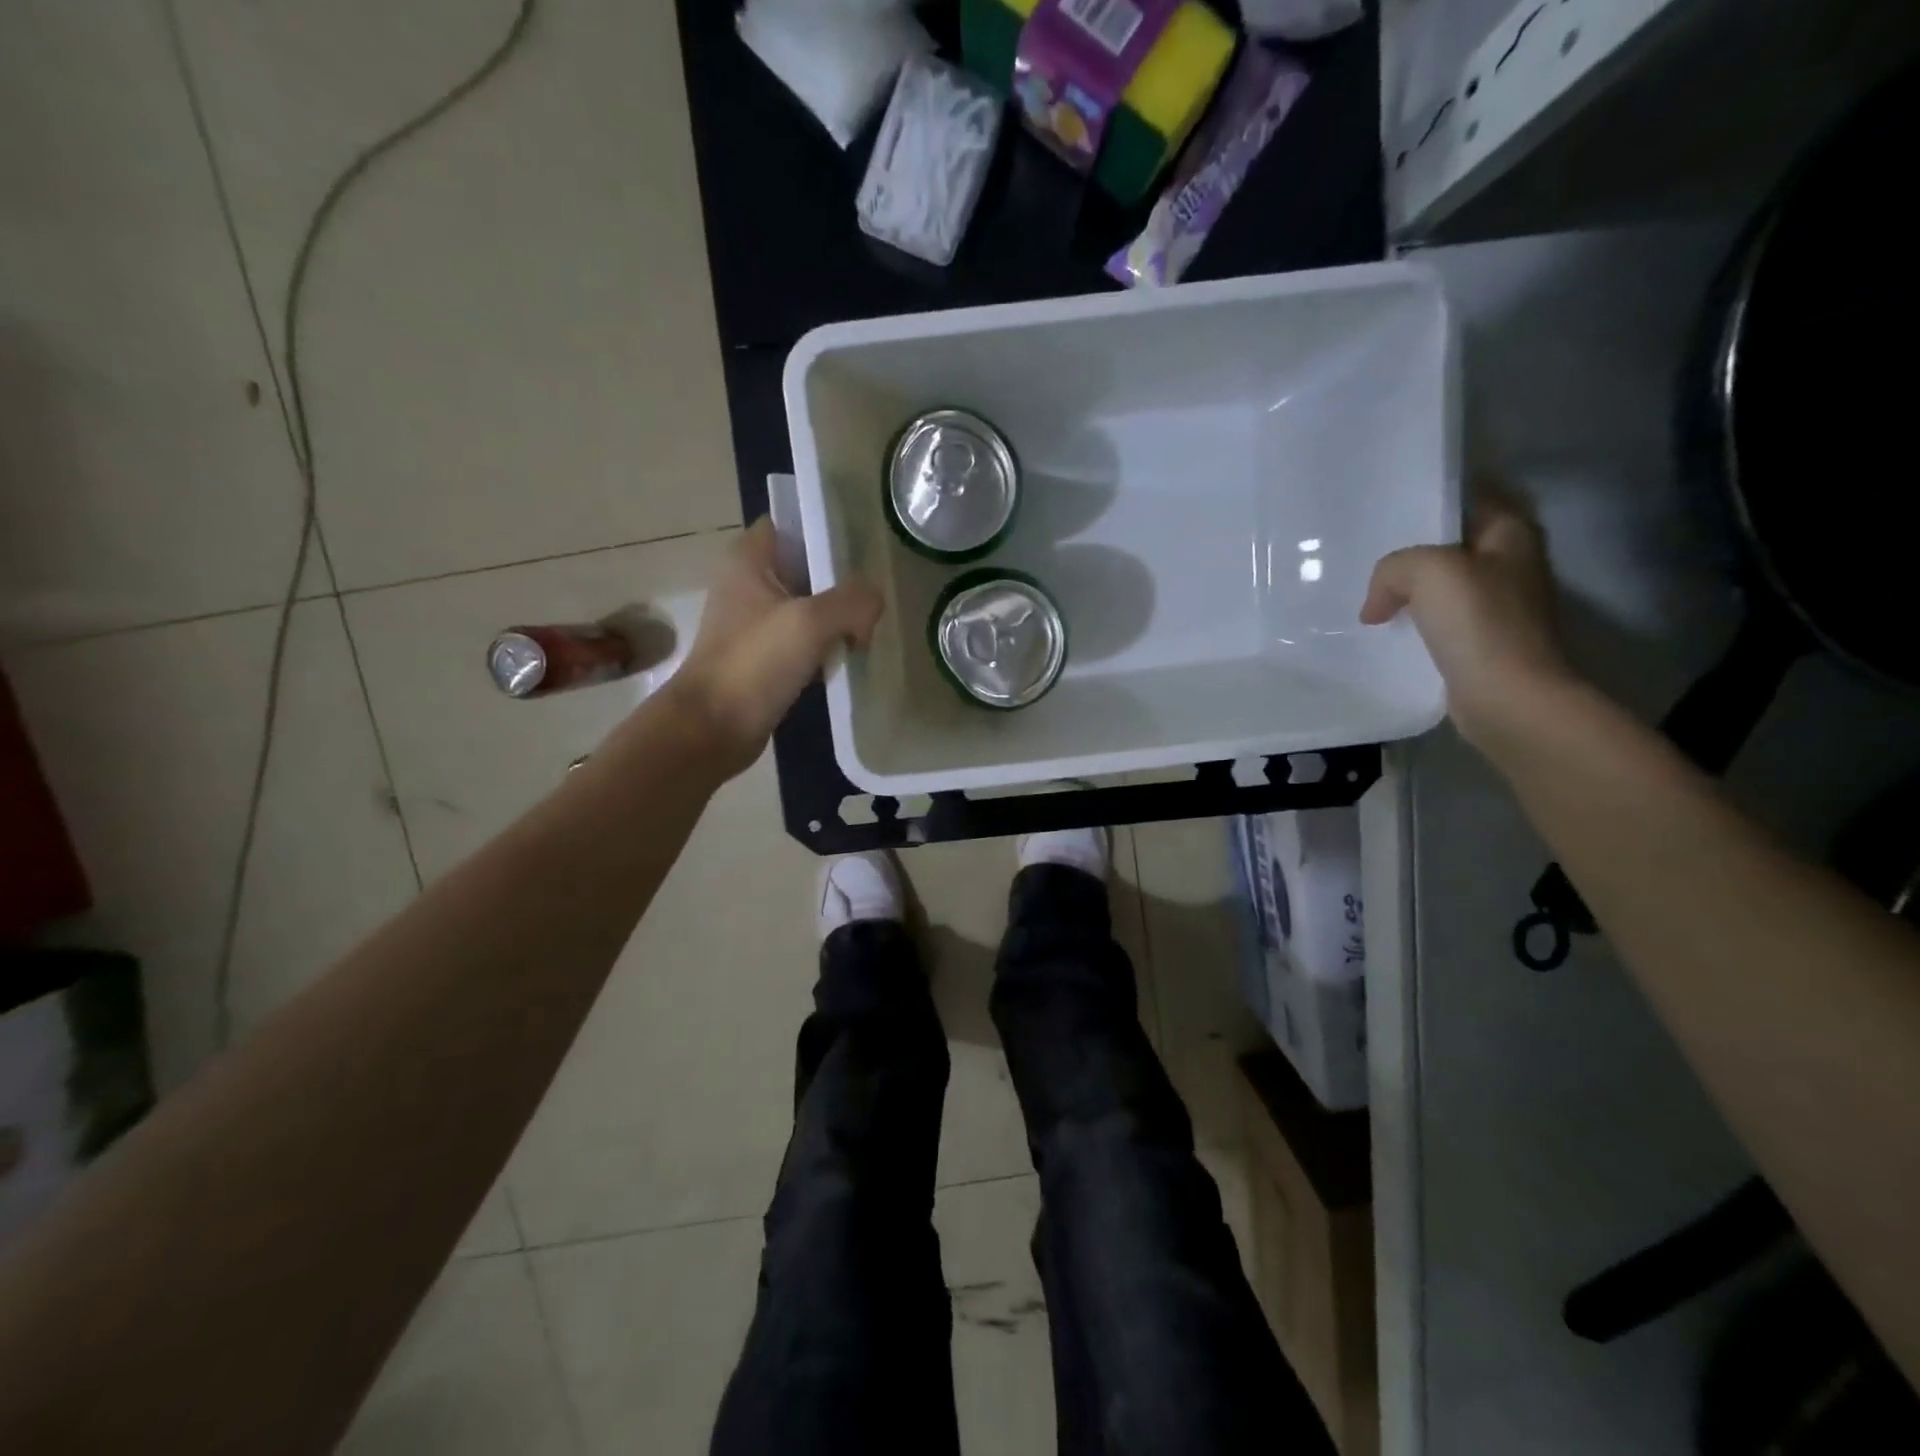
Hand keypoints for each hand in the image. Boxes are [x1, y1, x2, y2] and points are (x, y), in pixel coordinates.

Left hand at [668, 518, 883, 776]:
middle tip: (874, 600)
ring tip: (868, 632)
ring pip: (808, 607)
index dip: (827, 532)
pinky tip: (848, 660)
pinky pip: (803, 641)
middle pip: (807, 568)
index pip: (792, 525)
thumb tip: (874, 602)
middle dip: (842, 583)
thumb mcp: (810, 622)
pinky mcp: (762, 658)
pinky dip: (824, 648)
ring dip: (837, 620)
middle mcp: (748, 583)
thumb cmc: (754, 664)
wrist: (713, 728)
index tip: (863, 551)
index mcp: (748, 559)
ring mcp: (754, 623)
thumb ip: (852, 601)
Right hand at [1360, 490, 1575, 751]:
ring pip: (1439, 583)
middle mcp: (1509, 564)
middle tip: (1365, 546)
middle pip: (1450, 542)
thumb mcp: (1427, 570)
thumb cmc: (1478, 622)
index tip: (1389, 501)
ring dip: (1407, 587)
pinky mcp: (1478, 641)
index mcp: (1511, 533)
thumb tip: (1375, 605)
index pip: (1471, 495)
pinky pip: (1434, 619)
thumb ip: (1393, 567)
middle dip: (1411, 545)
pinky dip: (1409, 620)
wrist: (1505, 696)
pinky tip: (1380, 625)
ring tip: (1364, 587)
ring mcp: (1496, 605)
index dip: (1432, 495)